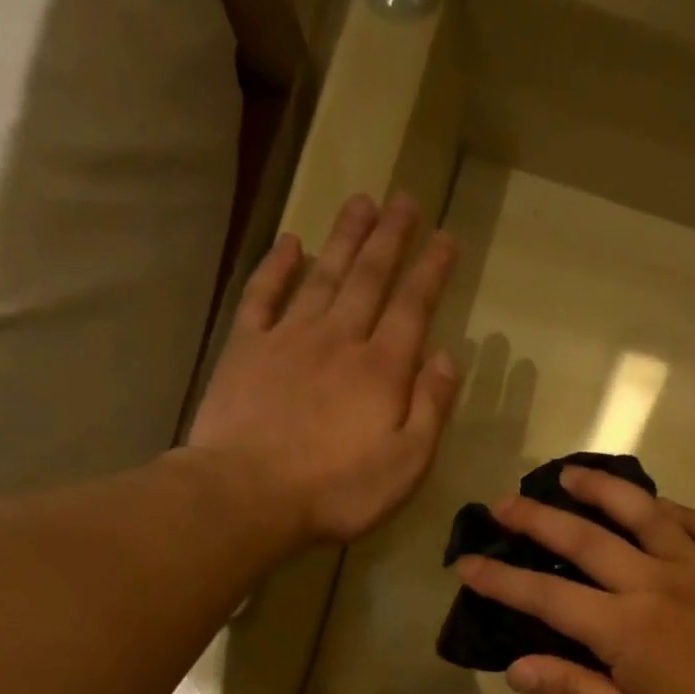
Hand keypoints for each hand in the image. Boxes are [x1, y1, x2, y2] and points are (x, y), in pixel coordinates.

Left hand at [186, 192, 460, 545]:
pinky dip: (278, 266)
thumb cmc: (338, 490)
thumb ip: (431, 409)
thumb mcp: (406, 464)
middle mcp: (339, 339)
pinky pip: (264, 295)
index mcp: (382, 369)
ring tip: (361, 202)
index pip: (412, 307)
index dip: (431, 270)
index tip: (447, 237)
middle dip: (390, 237)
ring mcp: (289, 338)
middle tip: (405, 199)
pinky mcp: (247, 348)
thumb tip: (448, 358)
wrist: (249, 493)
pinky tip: (290, 243)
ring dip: (344, 237)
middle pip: (369, 277)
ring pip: (323, 275)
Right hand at [455, 468, 694, 693]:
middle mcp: (656, 583)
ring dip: (605, 489)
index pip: (547, 595)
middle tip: (503, 504)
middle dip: (538, 518)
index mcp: (624, 628)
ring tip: (573, 474)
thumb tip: (515, 668)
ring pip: (647, 513)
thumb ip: (573, 689)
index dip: (501, 579)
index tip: (466, 563)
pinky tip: (672, 516)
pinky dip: (691, 514)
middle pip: (586, 539)